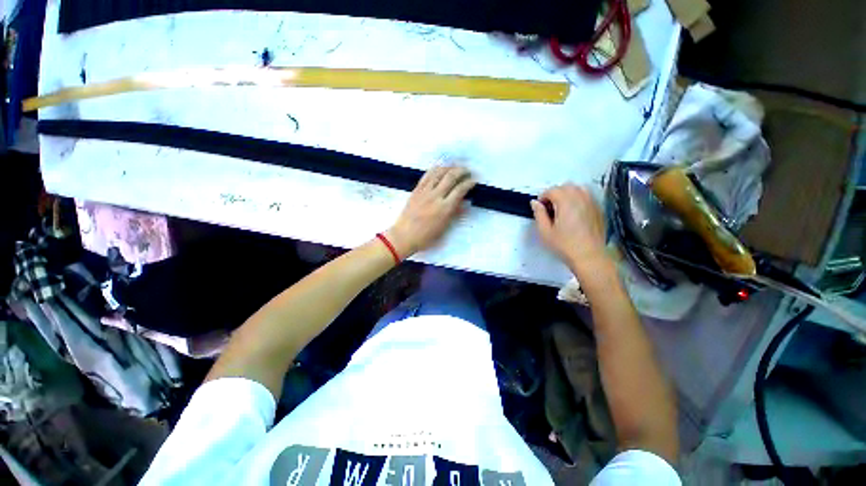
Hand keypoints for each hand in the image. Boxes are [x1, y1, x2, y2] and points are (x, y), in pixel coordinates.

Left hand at [386, 166, 475, 257]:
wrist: (404, 236)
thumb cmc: (426, 237)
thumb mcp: (444, 228)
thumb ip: (455, 214)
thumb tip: (465, 203)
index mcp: (444, 208)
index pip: (460, 189)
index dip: (469, 183)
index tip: (474, 181)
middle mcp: (435, 196)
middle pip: (451, 176)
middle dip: (461, 171)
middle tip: (467, 171)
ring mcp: (424, 192)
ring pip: (439, 172)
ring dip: (449, 167)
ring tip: (455, 167)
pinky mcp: (416, 190)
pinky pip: (427, 175)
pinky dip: (435, 169)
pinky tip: (440, 168)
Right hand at [530, 184, 608, 273]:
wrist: (589, 256)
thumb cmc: (565, 245)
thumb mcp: (545, 231)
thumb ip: (539, 214)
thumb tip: (535, 203)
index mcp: (566, 202)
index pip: (552, 190)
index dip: (543, 197)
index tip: (540, 207)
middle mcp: (580, 198)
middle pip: (566, 186)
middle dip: (555, 193)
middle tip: (549, 208)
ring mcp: (592, 203)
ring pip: (578, 189)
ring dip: (568, 194)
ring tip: (562, 208)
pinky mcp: (598, 210)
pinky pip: (587, 197)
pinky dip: (579, 199)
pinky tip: (574, 213)